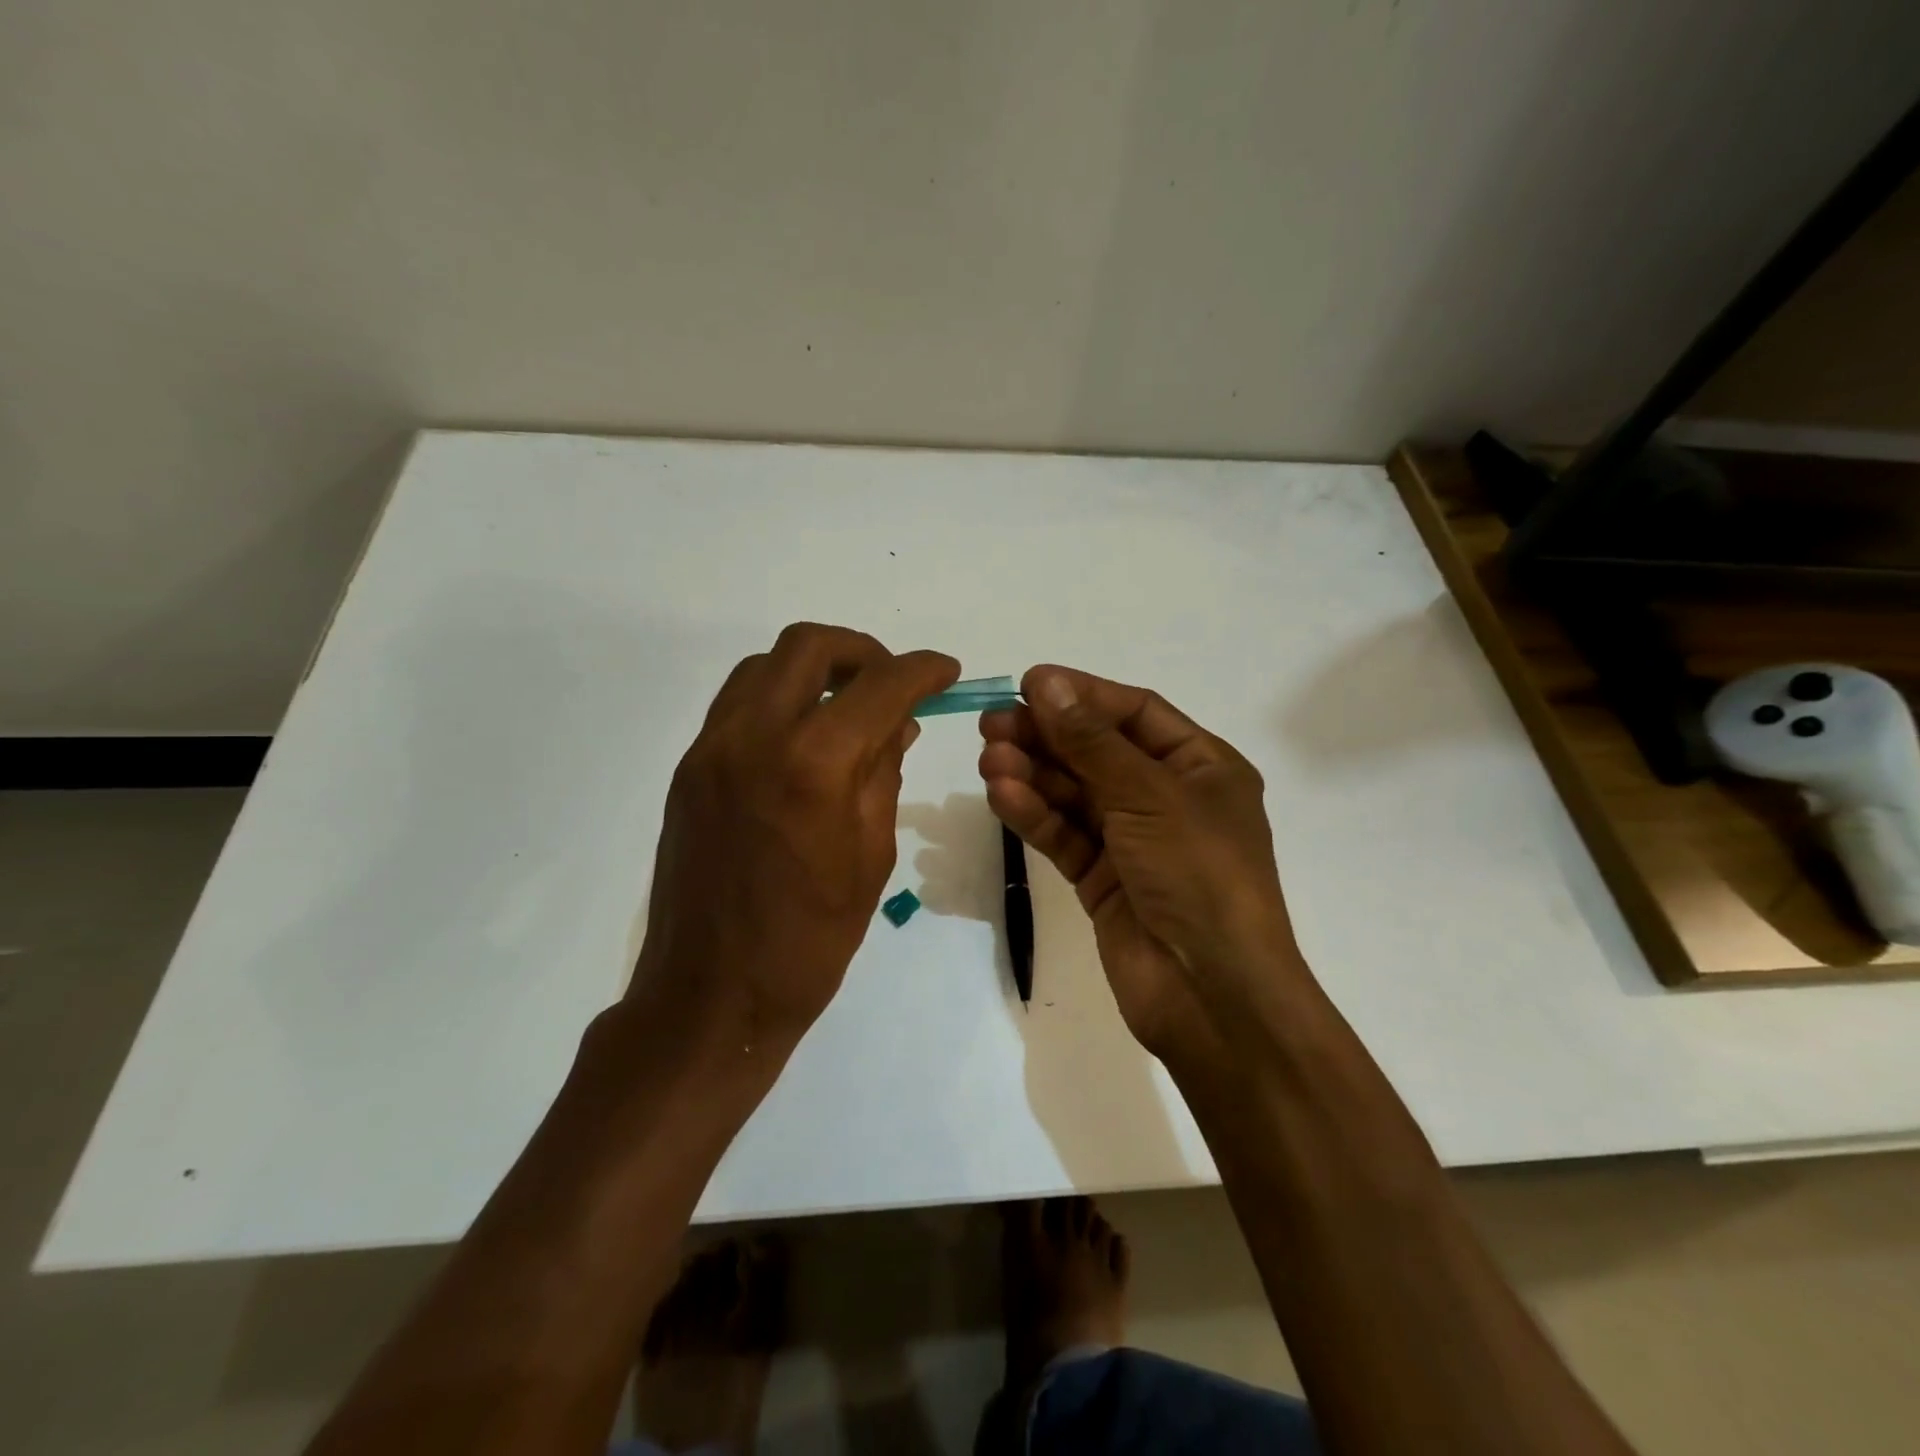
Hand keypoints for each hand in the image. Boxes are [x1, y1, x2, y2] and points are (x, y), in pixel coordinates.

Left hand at [632, 623, 958, 1054]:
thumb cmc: (810, 940)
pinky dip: (778, 698)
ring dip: (814, 670)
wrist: (711, 995)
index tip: (946, 672)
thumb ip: (884, 774)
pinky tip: (804, 738)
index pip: (880, 686)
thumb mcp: (870, 855)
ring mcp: (712, 749)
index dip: (922, 670)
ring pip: (764, 666)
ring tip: (847, 706)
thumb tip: (899, 724)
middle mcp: (754, 736)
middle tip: (892, 683)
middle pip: (809, 646)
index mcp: (814, 765)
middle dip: (862, 652)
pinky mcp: (689, 768)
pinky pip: (737, 704)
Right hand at [977, 666, 1304, 1061]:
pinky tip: (1002, 794)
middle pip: (1098, 752)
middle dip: (1047, 736)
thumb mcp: (1149, 795)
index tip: (1029, 684)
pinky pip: (1065, 835)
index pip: (1135, 713)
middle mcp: (1168, 798)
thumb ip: (1091, 741)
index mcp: (1202, 767)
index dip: (1083, 695)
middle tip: (992, 723)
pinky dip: (1035, 814)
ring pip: (1075, 794)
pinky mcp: (1103, 879)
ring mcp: (1134, 841)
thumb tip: (1045, 682)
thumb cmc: (1198, 875)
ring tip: (989, 758)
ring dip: (1033, 774)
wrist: (1211, 994)